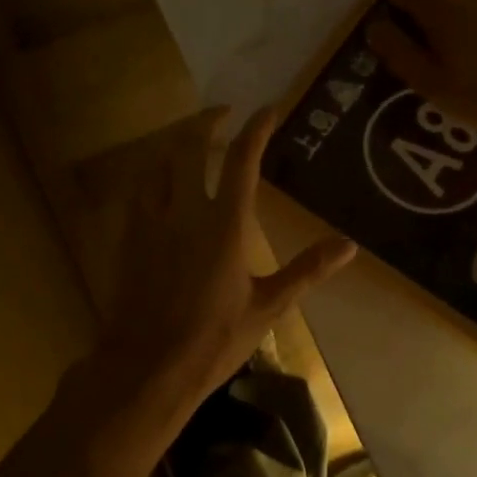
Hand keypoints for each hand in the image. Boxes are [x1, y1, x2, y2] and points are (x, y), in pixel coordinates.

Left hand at [90, 106, 355, 427]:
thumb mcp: (269, 306)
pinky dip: (152, 175)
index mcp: (224, 225)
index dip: (256, 128)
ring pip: (156, 163)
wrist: (148, 368)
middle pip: (188, 146)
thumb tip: (348, 245)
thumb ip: (307, 270)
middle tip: (222, 113)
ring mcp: (150, 223)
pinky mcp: (128, 240)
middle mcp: (184, 212)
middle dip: (205, 121)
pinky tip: (158, 185)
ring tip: (188, 143)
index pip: (241, 160)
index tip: (268, 109)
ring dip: (174, 144)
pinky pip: (137, 192)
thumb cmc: (214, 339)